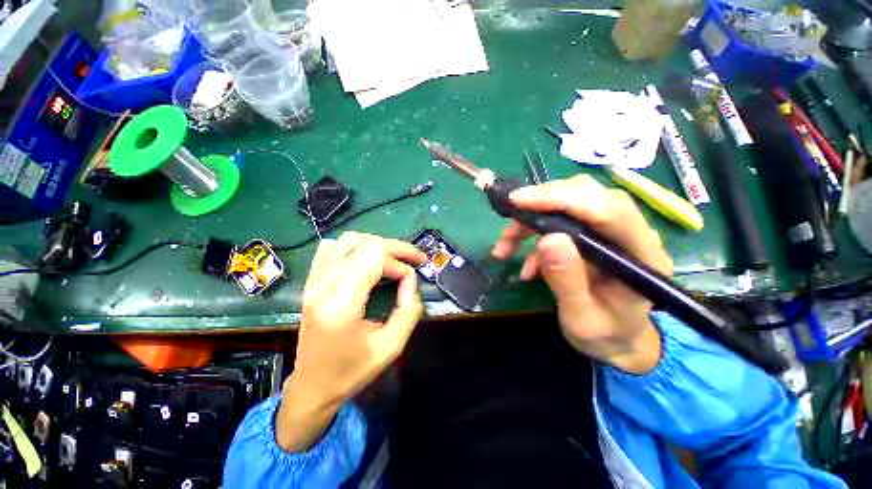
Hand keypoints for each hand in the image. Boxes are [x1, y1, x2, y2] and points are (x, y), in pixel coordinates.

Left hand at [277, 232, 425, 450]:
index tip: (411, 279)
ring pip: (348, 240)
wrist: (312, 387)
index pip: (374, 258)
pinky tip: (367, 260)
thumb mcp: (391, 347)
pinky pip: (332, 248)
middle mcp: (323, 286)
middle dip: (395, 248)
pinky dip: (355, 247)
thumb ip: (408, 310)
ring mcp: (313, 282)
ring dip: (377, 244)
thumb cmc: (352, 372)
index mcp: (340, 305)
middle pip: (364, 244)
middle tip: (414, 259)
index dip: (399, 262)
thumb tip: (411, 279)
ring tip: (393, 259)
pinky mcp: (311, 282)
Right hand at [492, 175, 672, 373]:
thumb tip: (549, 239)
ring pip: (569, 203)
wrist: (616, 338)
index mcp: (641, 255)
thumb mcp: (583, 318)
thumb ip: (568, 281)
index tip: (519, 202)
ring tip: (505, 247)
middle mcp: (630, 233)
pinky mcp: (591, 235)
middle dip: (543, 202)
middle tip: (511, 217)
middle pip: (588, 194)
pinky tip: (525, 265)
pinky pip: (558, 222)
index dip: (562, 198)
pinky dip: (533, 236)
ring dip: (531, 221)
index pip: (607, 209)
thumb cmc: (605, 334)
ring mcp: (610, 231)